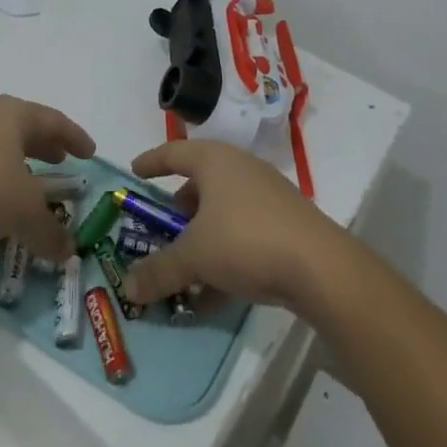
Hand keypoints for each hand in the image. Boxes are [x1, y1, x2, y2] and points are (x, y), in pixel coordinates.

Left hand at [0, 95, 95, 262]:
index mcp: (12, 115)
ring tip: (31, 189)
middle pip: (24, 130)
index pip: (53, 121)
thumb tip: (68, 251)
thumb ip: (50, 231)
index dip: (75, 137)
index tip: (90, 153)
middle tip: (63, 163)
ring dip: (19, 167)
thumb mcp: (23, 213)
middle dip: (45, 147)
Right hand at [123, 140, 345, 312]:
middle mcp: (240, 170)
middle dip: (176, 211)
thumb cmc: (246, 240)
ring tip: (182, 269)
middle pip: (199, 185)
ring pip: (222, 213)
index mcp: (215, 161)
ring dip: (200, 240)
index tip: (134, 172)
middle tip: (157, 232)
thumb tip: (127, 288)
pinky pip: (242, 234)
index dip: (152, 162)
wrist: (319, 266)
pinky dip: (223, 256)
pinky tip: (213, 294)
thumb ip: (159, 270)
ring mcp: (266, 196)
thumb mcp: (194, 256)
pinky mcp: (284, 224)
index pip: (174, 152)